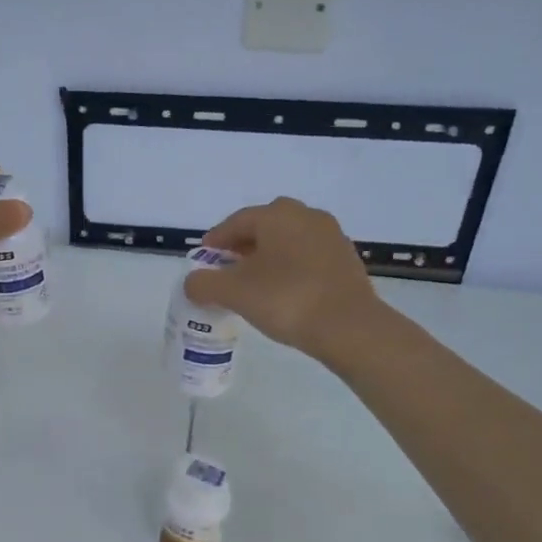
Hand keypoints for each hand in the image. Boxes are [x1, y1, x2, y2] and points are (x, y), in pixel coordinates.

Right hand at [184, 197, 383, 360]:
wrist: (348, 327)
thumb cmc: (285, 300)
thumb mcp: (234, 293)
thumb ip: (204, 284)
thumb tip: (192, 282)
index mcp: (277, 215)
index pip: (236, 221)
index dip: (215, 240)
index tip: (203, 258)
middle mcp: (306, 216)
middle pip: (265, 226)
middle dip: (243, 245)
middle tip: (227, 268)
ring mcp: (331, 236)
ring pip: (288, 240)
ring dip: (268, 256)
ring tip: (254, 282)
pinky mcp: (346, 259)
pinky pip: (307, 256)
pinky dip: (290, 267)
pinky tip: (283, 290)